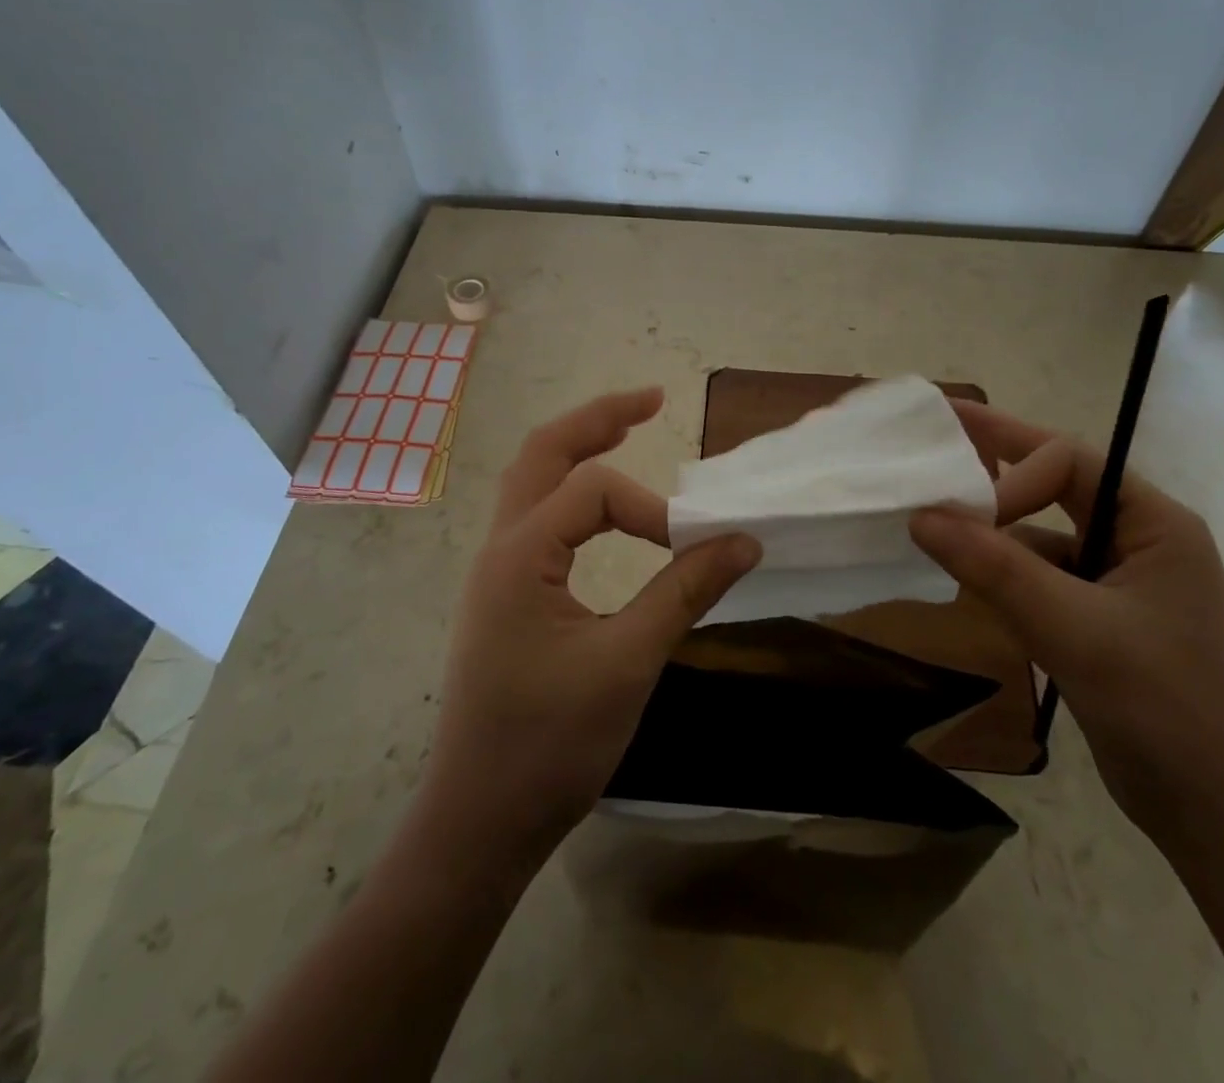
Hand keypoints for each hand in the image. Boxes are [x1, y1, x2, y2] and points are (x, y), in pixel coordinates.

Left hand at [416, 388, 760, 868]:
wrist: (479, 822)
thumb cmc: (549, 745)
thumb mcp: (628, 664)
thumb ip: (685, 593)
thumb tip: (744, 542)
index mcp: (519, 555)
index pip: (594, 491)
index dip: (652, 510)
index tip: (695, 551)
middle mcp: (499, 549)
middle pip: (541, 454)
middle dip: (597, 419)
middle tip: (650, 400)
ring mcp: (496, 573)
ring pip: (532, 483)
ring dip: (579, 449)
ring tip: (627, 427)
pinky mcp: (505, 596)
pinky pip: (536, 519)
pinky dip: (572, 493)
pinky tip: (601, 507)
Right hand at [910, 401, 1223, 852]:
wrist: (1219, 820)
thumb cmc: (1163, 710)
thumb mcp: (1073, 630)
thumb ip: (994, 568)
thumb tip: (919, 515)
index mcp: (1154, 522)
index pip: (1068, 463)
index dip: (1010, 475)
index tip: (960, 511)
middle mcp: (1139, 539)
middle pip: (1056, 485)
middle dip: (996, 470)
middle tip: (932, 445)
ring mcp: (1119, 581)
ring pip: (1041, 535)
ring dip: (993, 533)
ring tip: (933, 524)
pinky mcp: (1099, 618)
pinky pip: (1040, 577)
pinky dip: (1003, 576)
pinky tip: (968, 584)